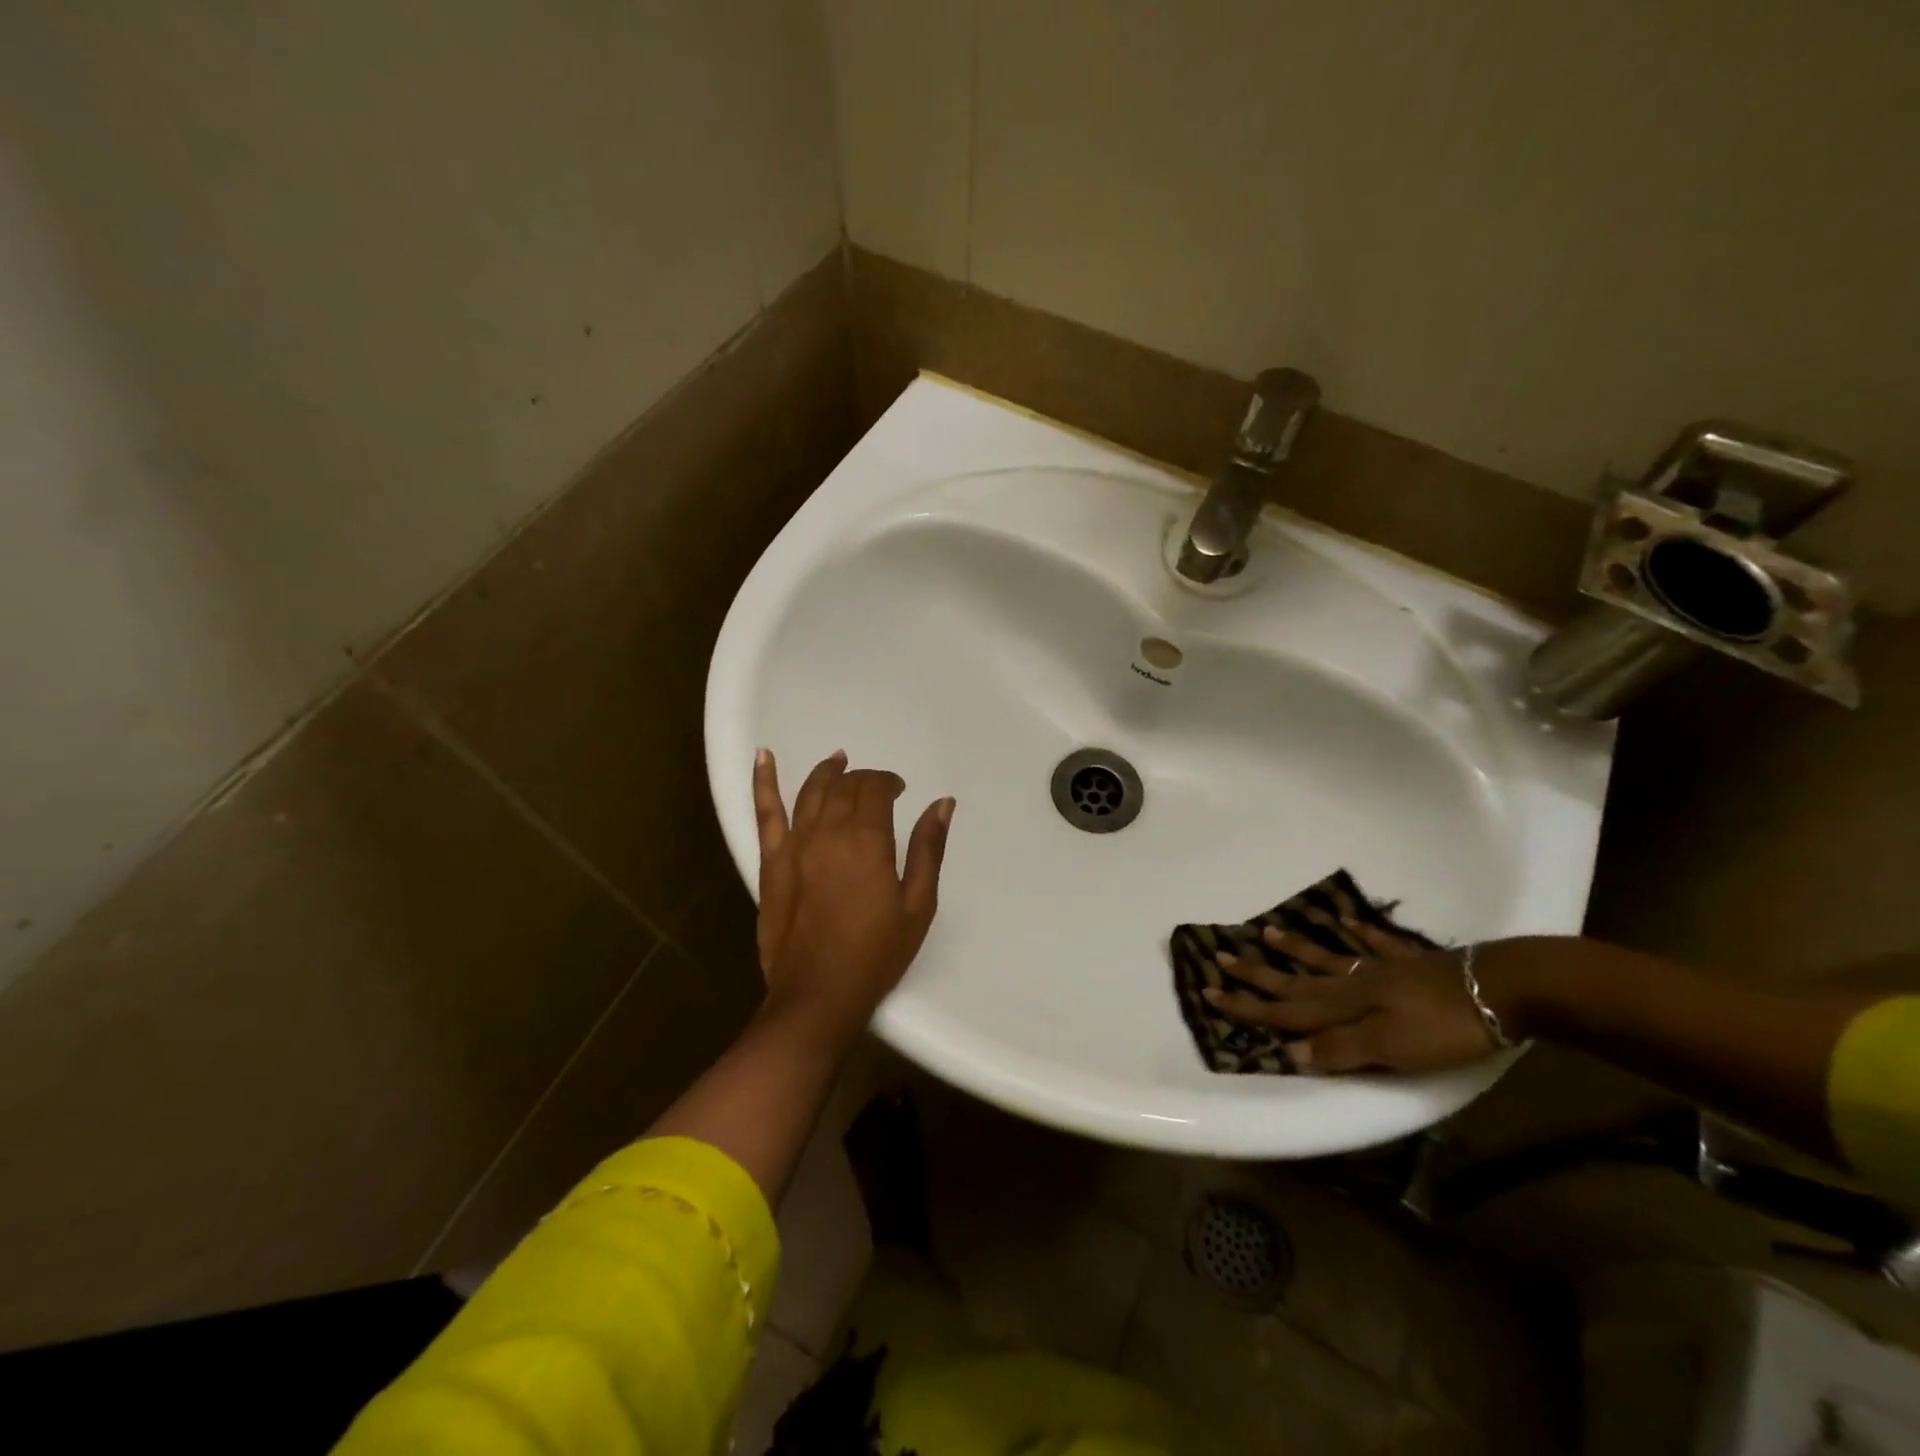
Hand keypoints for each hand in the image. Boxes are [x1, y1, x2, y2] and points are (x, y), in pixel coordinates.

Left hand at [752, 750, 953, 1045]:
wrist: (818, 996)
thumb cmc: (876, 954)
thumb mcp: (917, 905)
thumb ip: (929, 849)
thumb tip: (942, 802)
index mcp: (867, 840)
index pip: (875, 789)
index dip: (889, 782)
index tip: (900, 791)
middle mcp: (828, 832)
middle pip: (844, 787)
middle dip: (862, 778)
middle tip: (876, 788)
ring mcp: (795, 845)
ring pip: (810, 791)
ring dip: (826, 771)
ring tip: (838, 760)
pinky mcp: (771, 863)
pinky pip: (765, 813)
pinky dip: (763, 781)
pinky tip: (764, 757)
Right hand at [1203, 918, 1506, 1073]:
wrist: (1502, 989)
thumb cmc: (1444, 1027)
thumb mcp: (1391, 1048)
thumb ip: (1340, 1049)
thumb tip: (1290, 1051)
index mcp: (1346, 1007)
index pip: (1287, 1010)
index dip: (1248, 1006)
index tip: (1210, 992)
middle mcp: (1355, 984)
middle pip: (1298, 981)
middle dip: (1259, 974)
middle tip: (1223, 956)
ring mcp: (1383, 969)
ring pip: (1329, 957)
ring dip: (1298, 948)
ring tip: (1269, 931)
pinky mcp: (1413, 963)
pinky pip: (1377, 944)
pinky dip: (1359, 933)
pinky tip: (1349, 921)